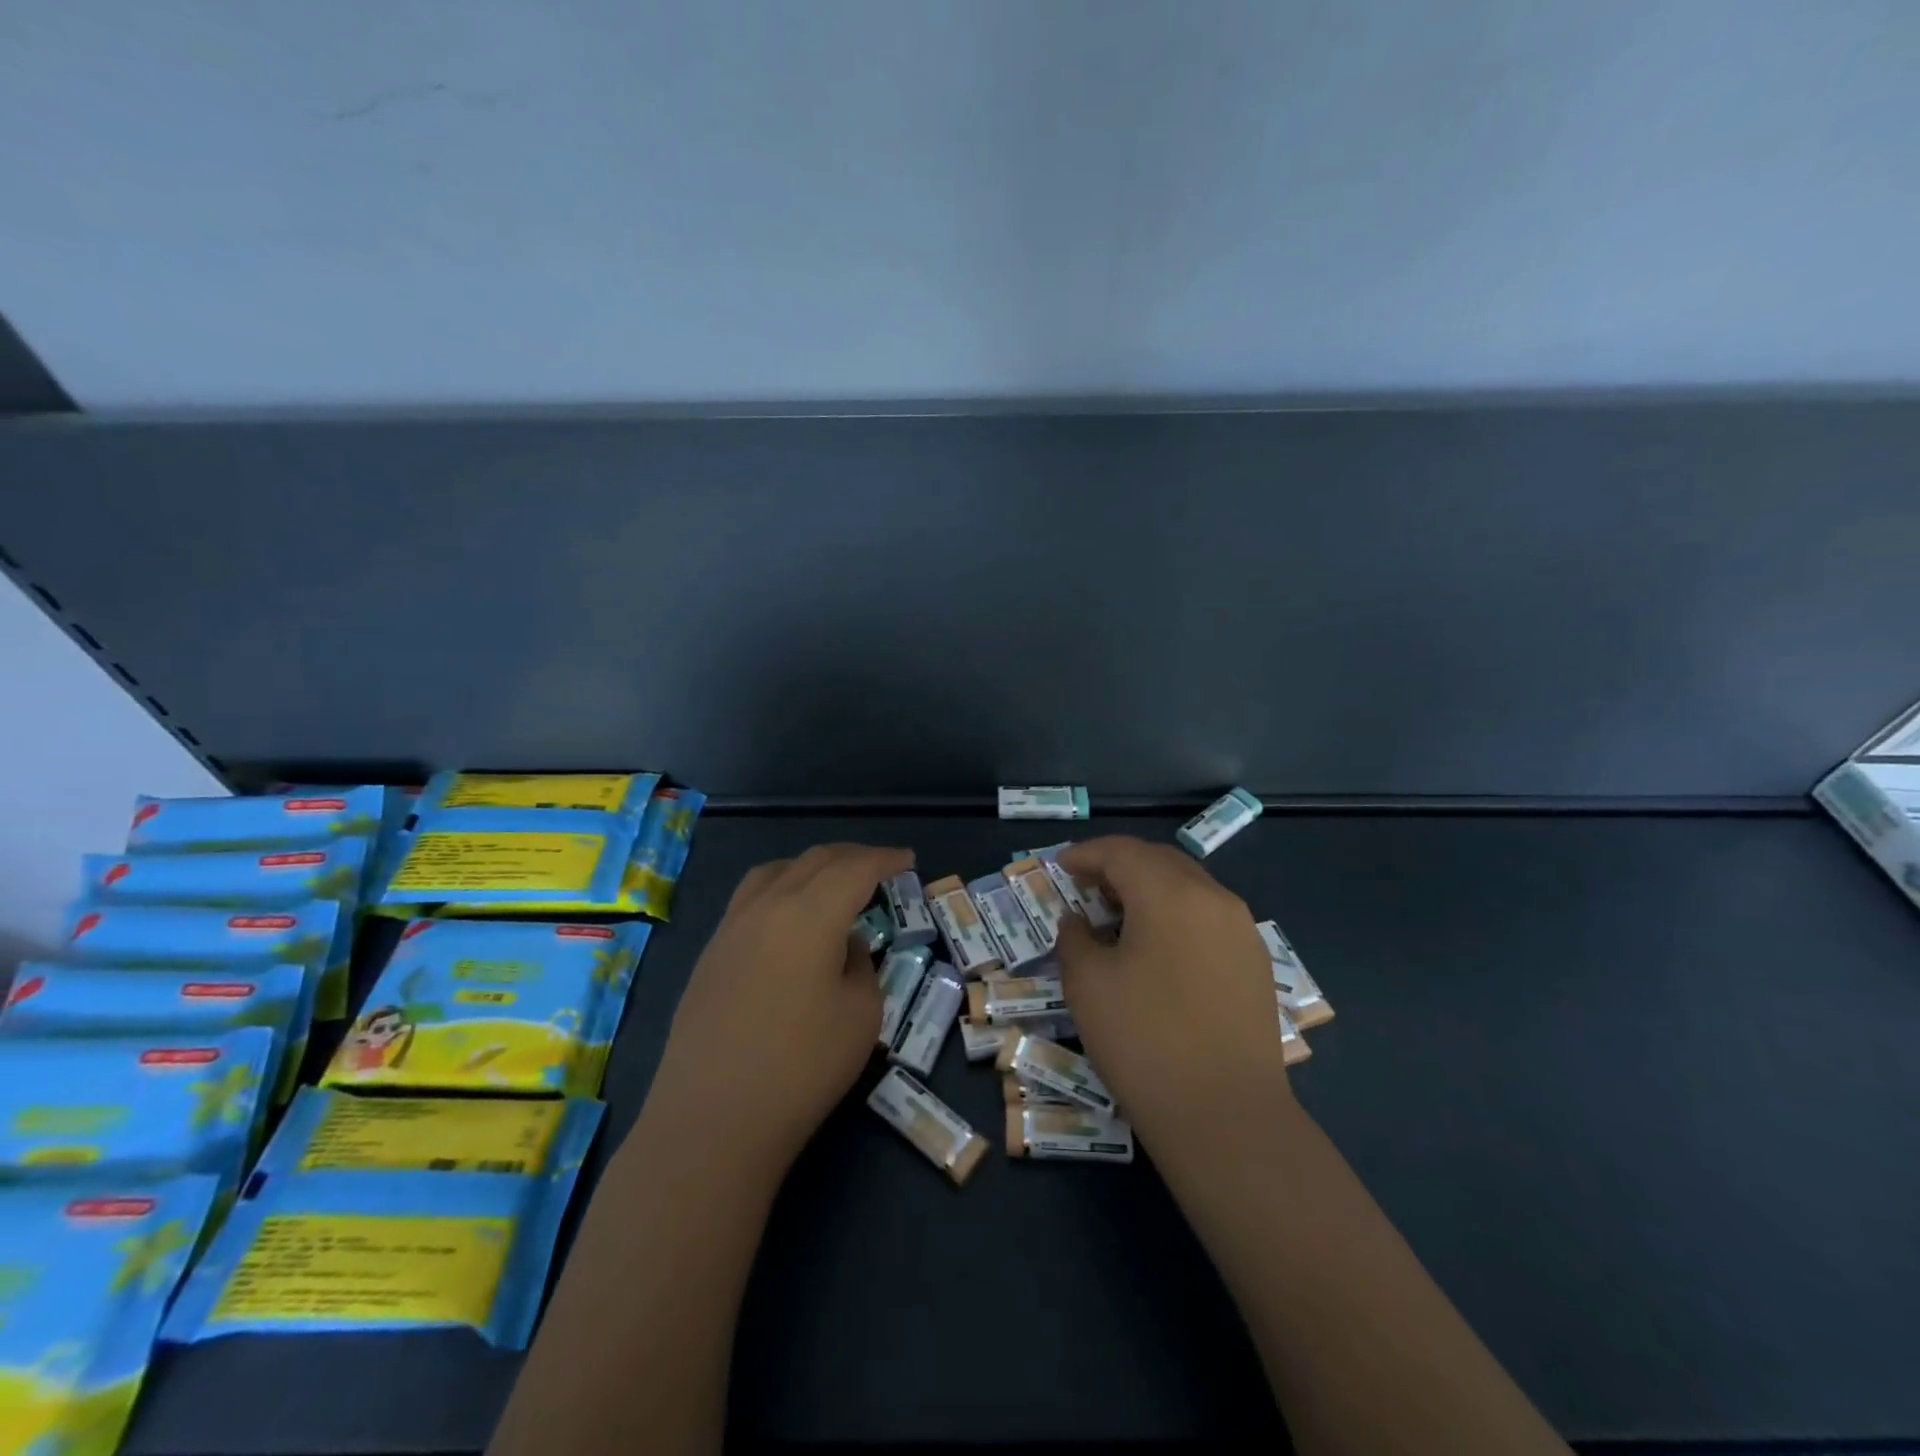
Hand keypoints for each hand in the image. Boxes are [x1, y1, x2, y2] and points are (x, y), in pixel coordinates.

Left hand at [642, 843, 912, 1173]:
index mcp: (809, 914)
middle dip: (852, 857)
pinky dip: (782, 889)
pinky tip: (790, 920)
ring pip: (776, 872)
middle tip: (880, 867)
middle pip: (814, 861)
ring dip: (812, 867)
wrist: (712, 1120)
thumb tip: (843, 947)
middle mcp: (766, 906)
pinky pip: (751, 898)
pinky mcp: (710, 954)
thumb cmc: (801, 1067)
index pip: (854, 868)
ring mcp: (731, 928)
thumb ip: (860, 966)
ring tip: (832, 883)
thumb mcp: (861, 1016)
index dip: (885, 859)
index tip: (907, 859)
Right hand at [1054, 836, 1292, 1152]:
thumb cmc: (1144, 1041)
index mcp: (1170, 894)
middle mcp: (1214, 898)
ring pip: (1188, 886)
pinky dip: (1176, 913)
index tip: (1061, 866)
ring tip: (1118, 915)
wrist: (1226, 1116)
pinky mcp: (1254, 962)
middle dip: (1119, 865)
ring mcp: (1242, 930)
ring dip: (1150, 888)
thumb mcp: (1088, 985)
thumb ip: (1075, 939)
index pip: (1123, 852)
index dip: (1087, 854)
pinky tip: (1157, 946)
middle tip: (1086, 886)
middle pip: (1160, 860)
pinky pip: (1208, 916)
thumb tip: (1079, 922)